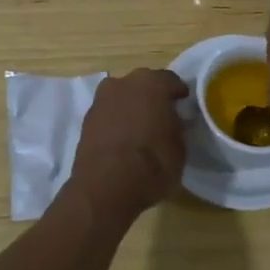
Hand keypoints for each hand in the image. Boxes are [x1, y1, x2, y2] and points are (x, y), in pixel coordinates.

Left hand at [66, 68, 188, 224]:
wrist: (105, 188)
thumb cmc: (152, 164)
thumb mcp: (179, 147)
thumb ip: (176, 126)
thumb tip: (172, 121)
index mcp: (152, 83)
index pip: (171, 81)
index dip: (179, 94)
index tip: (184, 106)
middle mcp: (124, 83)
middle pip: (143, 84)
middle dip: (152, 97)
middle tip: (162, 116)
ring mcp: (101, 100)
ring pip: (122, 97)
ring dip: (131, 107)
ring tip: (141, 128)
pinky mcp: (86, 120)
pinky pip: (108, 114)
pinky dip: (116, 121)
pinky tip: (123, 139)